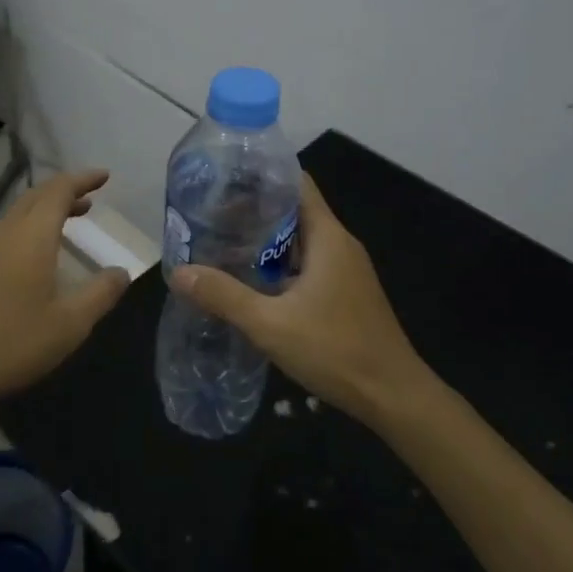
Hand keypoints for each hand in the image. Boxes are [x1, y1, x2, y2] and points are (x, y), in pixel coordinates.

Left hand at [0, 169, 130, 421]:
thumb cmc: (12, 343)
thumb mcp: (70, 324)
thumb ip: (100, 293)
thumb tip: (121, 271)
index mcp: (31, 236)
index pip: (59, 191)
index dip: (83, 179)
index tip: (104, 176)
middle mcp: (4, 233)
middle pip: (35, 197)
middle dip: (64, 192)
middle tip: (89, 198)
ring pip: (16, 215)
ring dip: (44, 211)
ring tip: (67, 222)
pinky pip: (3, 234)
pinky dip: (26, 230)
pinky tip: (32, 257)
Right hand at [168, 172, 425, 425]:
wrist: (393, 396)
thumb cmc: (336, 350)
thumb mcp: (270, 324)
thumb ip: (224, 296)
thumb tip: (179, 272)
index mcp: (328, 237)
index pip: (296, 183)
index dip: (262, 175)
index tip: (224, 178)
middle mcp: (339, 245)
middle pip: (293, 211)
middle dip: (253, 210)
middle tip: (209, 215)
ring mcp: (345, 270)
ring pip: (299, 241)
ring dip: (264, 241)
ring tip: (220, 243)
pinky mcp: (344, 293)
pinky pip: (307, 265)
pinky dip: (278, 265)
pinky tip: (250, 280)